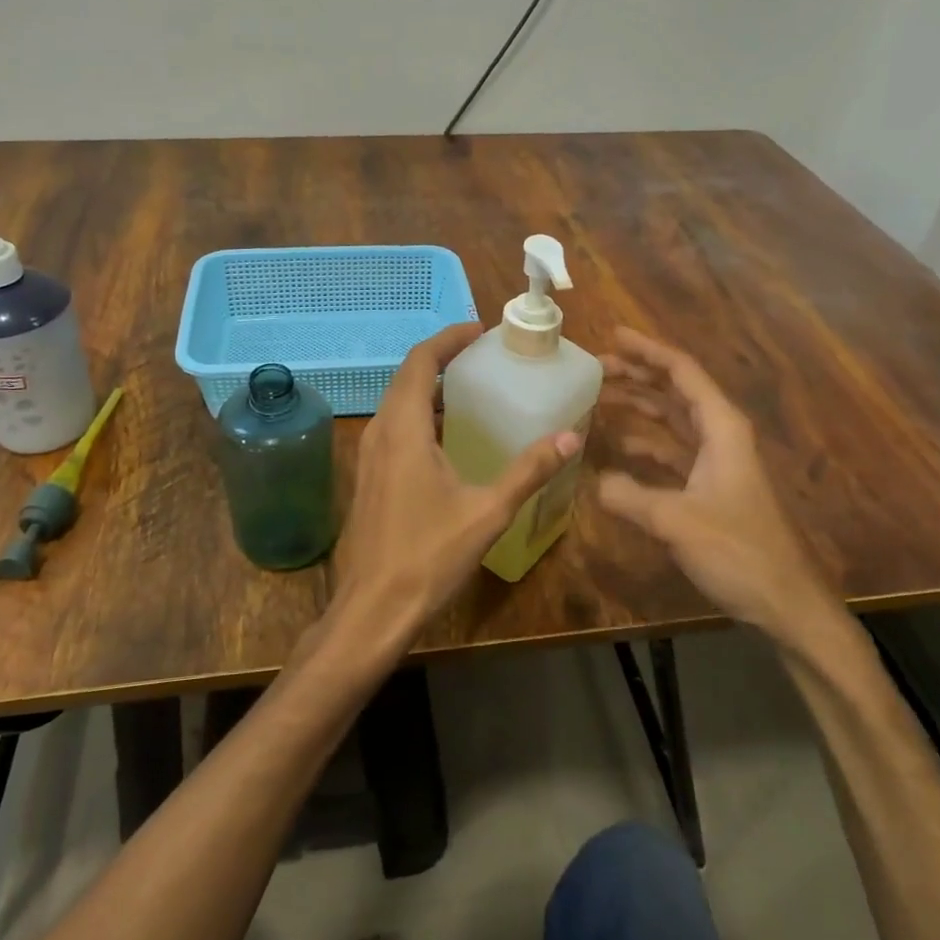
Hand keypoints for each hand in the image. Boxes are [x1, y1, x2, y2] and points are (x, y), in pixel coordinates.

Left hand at [328, 322, 580, 651]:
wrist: (372, 608)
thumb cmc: (428, 556)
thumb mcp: (487, 512)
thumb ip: (528, 471)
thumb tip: (570, 438)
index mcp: (404, 429)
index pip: (421, 361)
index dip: (449, 339)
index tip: (481, 331)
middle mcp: (380, 432)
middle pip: (408, 376)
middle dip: (443, 357)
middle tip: (484, 355)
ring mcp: (369, 455)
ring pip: (398, 402)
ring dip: (430, 386)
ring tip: (472, 387)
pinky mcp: (370, 476)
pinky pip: (394, 427)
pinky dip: (421, 414)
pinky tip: (450, 436)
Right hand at [597, 328, 841, 643]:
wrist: (785, 603)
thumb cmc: (738, 552)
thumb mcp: (675, 521)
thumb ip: (628, 495)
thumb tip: (592, 481)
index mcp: (722, 428)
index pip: (682, 372)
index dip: (647, 351)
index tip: (612, 336)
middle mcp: (720, 435)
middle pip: (675, 391)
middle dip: (637, 375)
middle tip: (595, 367)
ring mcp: (716, 461)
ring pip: (672, 420)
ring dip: (638, 406)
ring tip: (598, 398)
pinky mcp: (709, 487)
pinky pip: (671, 451)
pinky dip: (645, 443)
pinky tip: (618, 447)